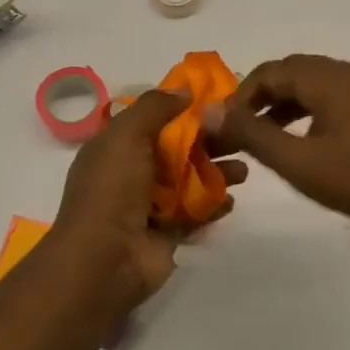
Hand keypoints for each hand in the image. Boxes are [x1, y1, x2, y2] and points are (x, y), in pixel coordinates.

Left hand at [50, 90, 246, 313]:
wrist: (105, 260)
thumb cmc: (113, 189)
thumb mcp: (126, 135)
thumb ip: (155, 107)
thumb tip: (184, 89)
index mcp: (116, 146)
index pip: (153, 119)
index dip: (183, 109)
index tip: (217, 101)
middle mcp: (132, 172)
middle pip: (178, 148)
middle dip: (209, 141)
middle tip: (239, 135)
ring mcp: (151, 204)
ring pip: (191, 180)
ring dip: (217, 172)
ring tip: (243, 171)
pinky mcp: (169, 232)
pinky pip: (197, 212)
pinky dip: (214, 205)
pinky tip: (230, 200)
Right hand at [204, 54, 349, 234]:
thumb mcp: (297, 162)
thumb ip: (251, 134)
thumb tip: (207, 111)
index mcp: (329, 78)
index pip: (271, 71)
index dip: (241, 95)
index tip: (225, 125)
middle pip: (295, 72)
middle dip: (263, 97)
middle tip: (242, 128)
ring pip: (318, 83)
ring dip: (288, 103)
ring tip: (268, 135)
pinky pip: (339, 95)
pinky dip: (313, 109)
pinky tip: (308, 139)